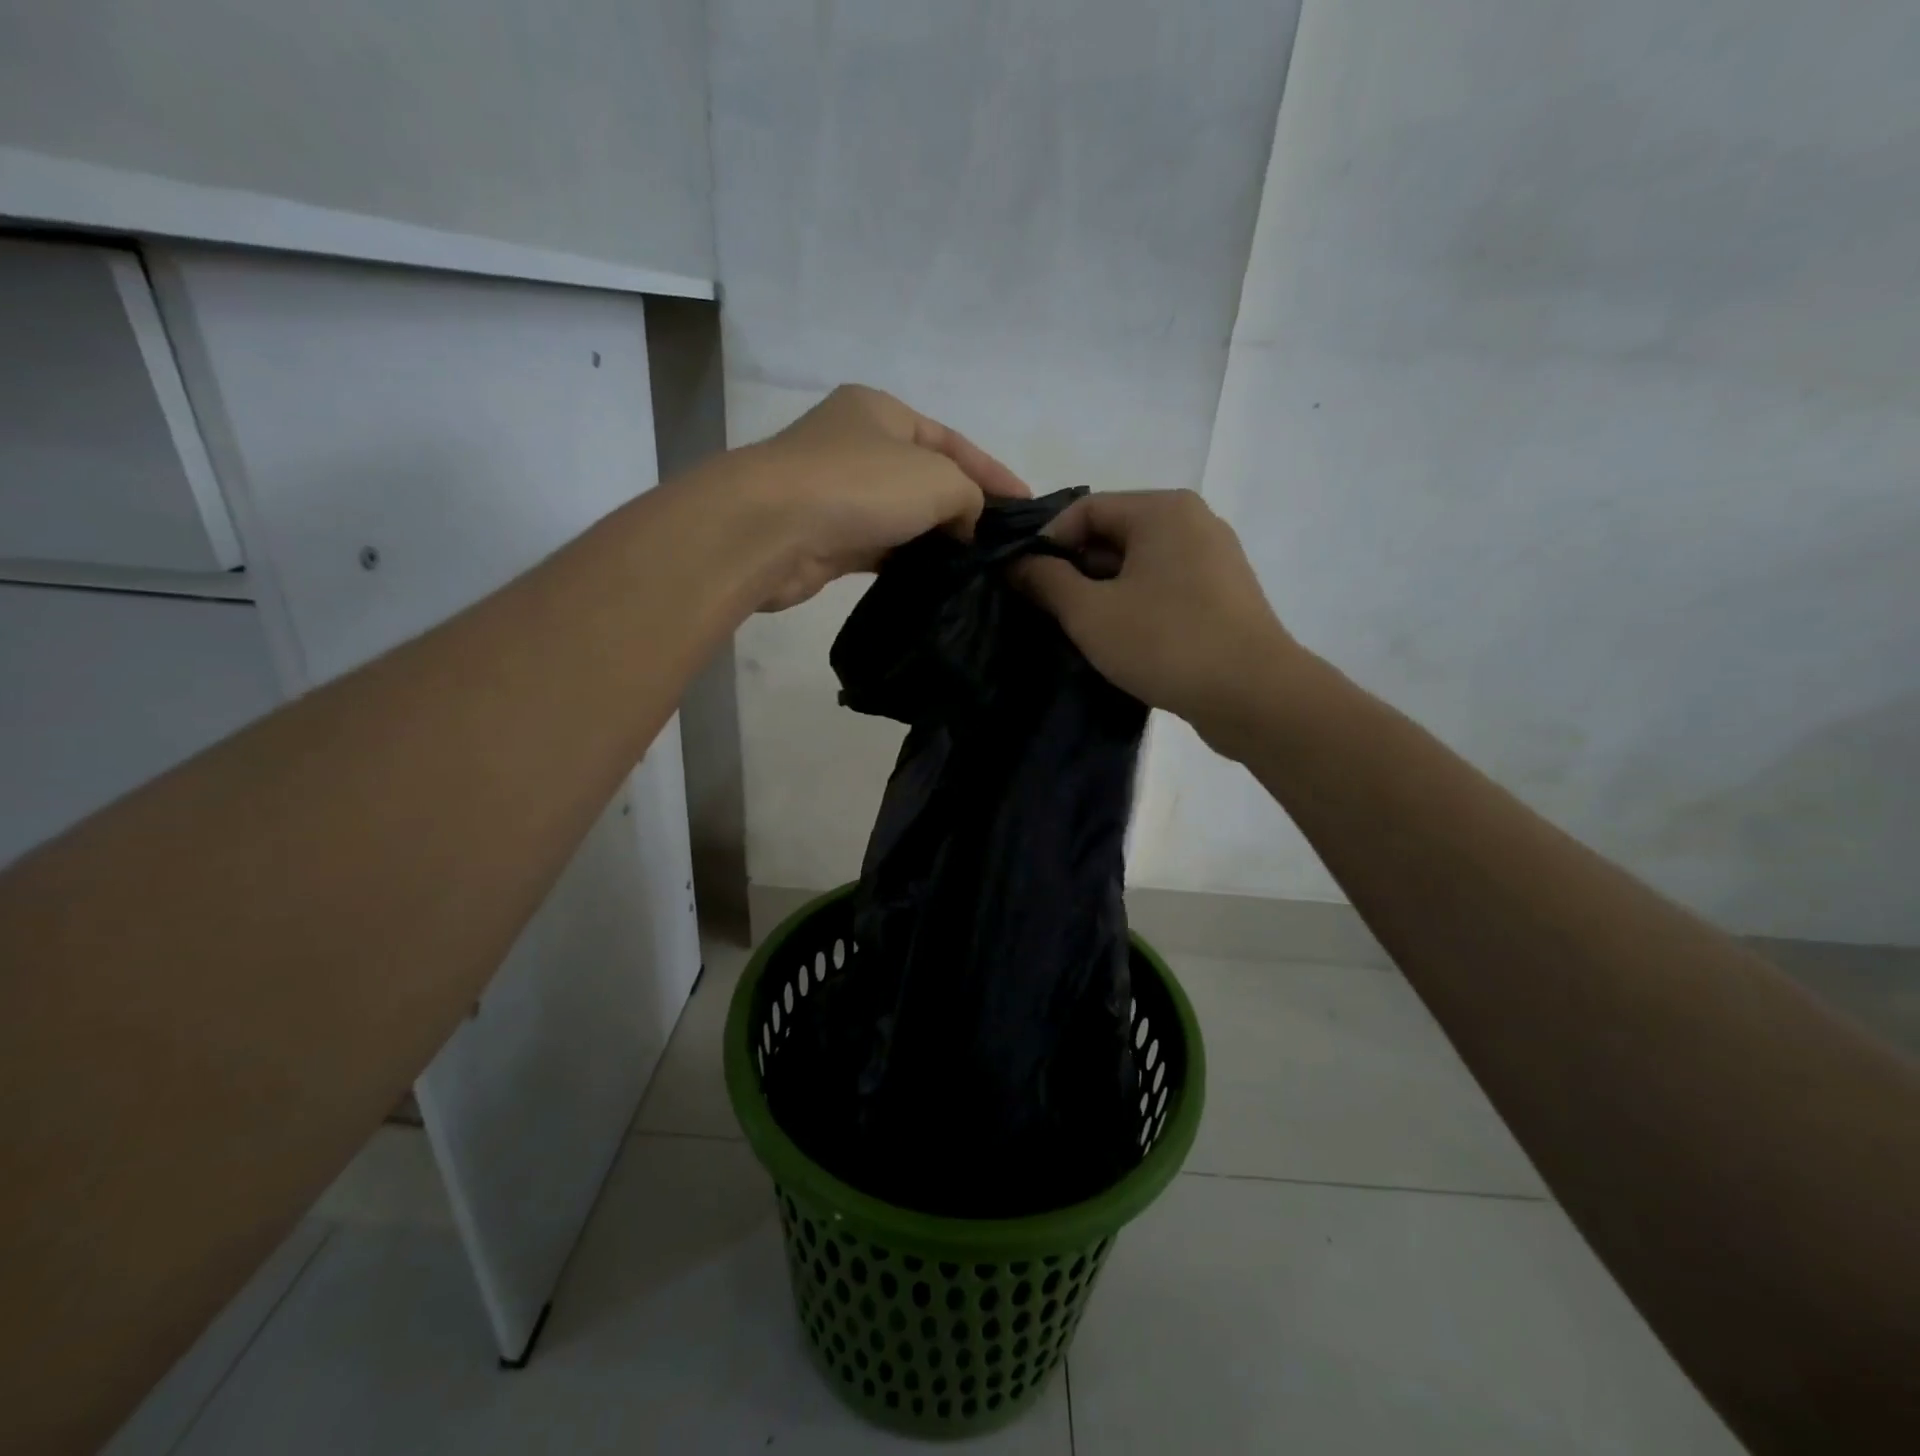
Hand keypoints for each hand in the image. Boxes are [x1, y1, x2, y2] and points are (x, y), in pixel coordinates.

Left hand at [737, 385, 1030, 610]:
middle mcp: (857, 445)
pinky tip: (934, 580)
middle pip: (926, 477)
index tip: (1027, 505)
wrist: (771, 530)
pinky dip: (907, 561)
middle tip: (1001, 543)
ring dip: (935, 539)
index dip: (993, 472)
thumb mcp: (937, 479)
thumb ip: (969, 495)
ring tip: (975, 566)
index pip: (952, 441)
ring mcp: (838, 492)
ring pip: (902, 516)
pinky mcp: (826, 538)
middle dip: (965, 507)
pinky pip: (880, 548)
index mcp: (882, 412)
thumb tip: (964, 524)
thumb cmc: (860, 486)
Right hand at [1015, 490, 1301, 746]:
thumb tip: (1016, 563)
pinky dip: (1136, 604)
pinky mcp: (1224, 594)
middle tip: (1049, 611)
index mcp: (1162, 510)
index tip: (1025, 583)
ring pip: (1140, 564)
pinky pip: (1165, 586)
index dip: (1046, 543)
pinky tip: (1122, 640)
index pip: (1085, 509)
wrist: (1254, 696)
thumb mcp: (1090, 613)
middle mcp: (1193, 521)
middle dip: (1075, 569)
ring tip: (1081, 629)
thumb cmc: (1165, 643)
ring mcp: (1215, 558)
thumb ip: (1046, 581)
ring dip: (1104, 591)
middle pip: (1114, 533)